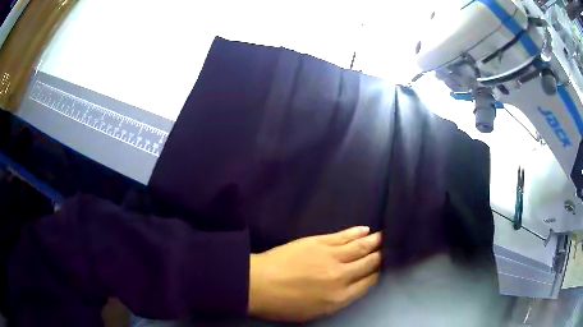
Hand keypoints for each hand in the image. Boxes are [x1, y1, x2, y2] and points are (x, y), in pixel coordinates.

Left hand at [248, 227, 380, 321]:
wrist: (258, 285)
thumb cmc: (284, 305)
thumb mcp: (315, 312)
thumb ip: (338, 300)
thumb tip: (354, 286)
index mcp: (340, 297)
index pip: (369, 282)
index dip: (379, 272)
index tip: (385, 265)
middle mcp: (341, 276)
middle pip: (369, 263)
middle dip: (381, 254)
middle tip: (390, 247)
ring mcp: (331, 256)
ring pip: (359, 247)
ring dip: (374, 240)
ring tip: (384, 236)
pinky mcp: (319, 241)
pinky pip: (343, 235)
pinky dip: (356, 232)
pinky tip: (365, 229)